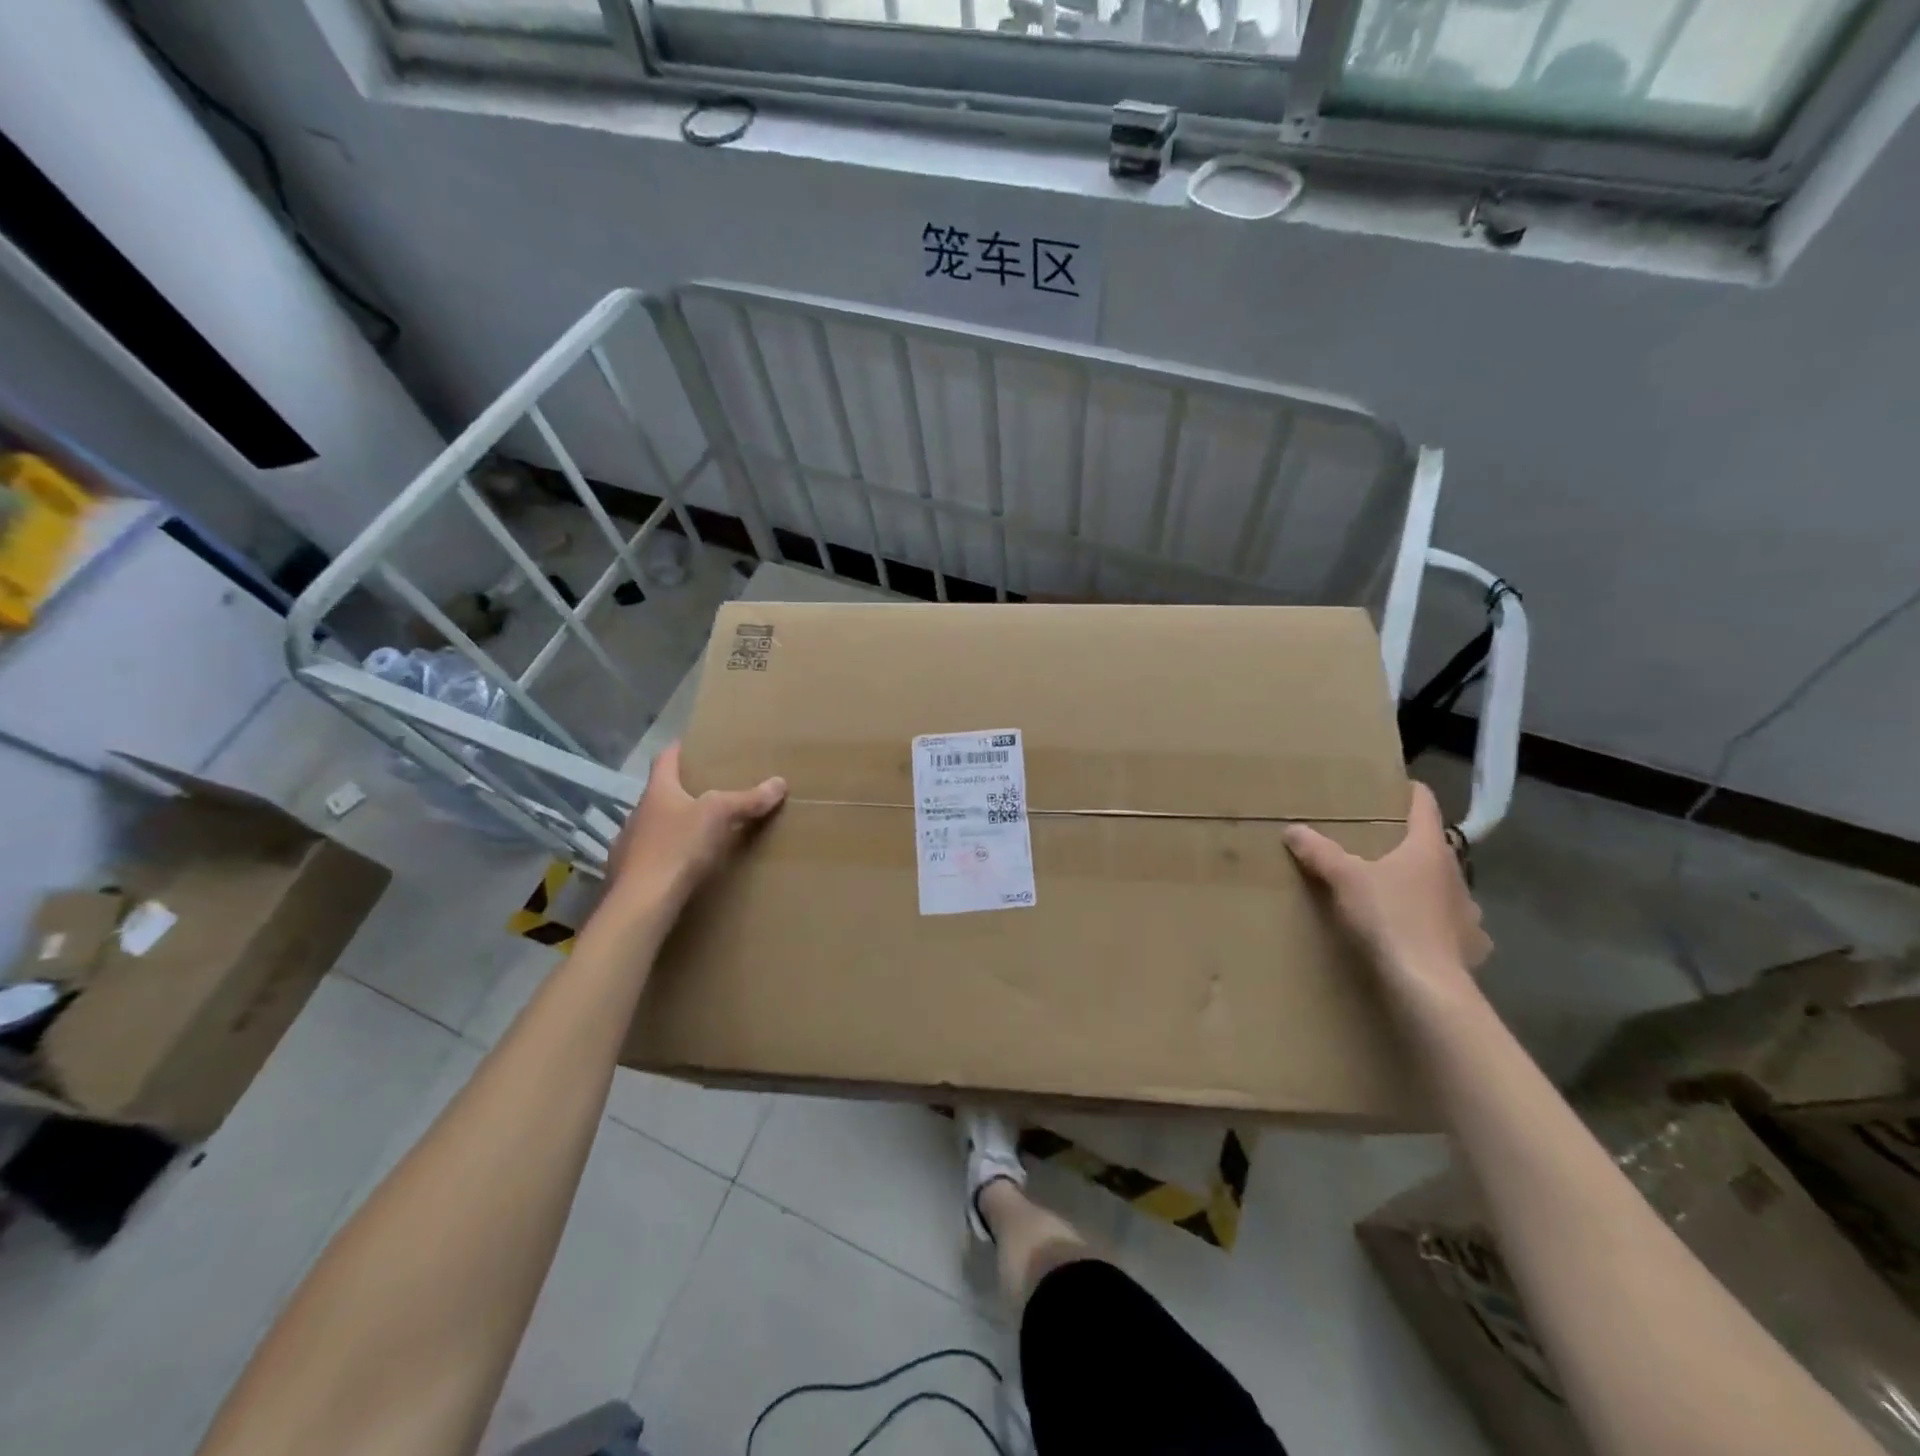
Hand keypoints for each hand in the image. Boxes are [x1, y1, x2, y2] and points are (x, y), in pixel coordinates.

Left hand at [603, 743, 785, 912]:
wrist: (642, 902)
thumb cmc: (678, 847)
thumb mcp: (719, 816)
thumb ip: (748, 799)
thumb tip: (780, 782)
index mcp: (657, 792)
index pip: (665, 759)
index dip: (679, 749)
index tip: (693, 745)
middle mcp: (639, 813)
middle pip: (661, 793)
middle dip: (683, 791)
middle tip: (709, 790)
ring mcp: (629, 844)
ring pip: (655, 826)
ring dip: (674, 825)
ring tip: (700, 830)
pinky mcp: (629, 874)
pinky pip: (652, 856)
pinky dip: (668, 855)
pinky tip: (682, 864)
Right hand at [1283, 783, 1490, 997]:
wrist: (1426, 985)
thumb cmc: (1389, 918)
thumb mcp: (1344, 879)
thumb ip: (1319, 852)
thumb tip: (1292, 829)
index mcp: (1429, 848)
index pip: (1424, 805)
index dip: (1408, 792)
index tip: (1391, 788)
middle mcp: (1455, 874)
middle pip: (1433, 847)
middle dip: (1408, 844)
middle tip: (1377, 845)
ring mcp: (1468, 912)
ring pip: (1445, 887)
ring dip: (1426, 885)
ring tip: (1398, 893)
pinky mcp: (1471, 946)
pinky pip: (1454, 926)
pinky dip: (1438, 924)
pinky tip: (1422, 934)